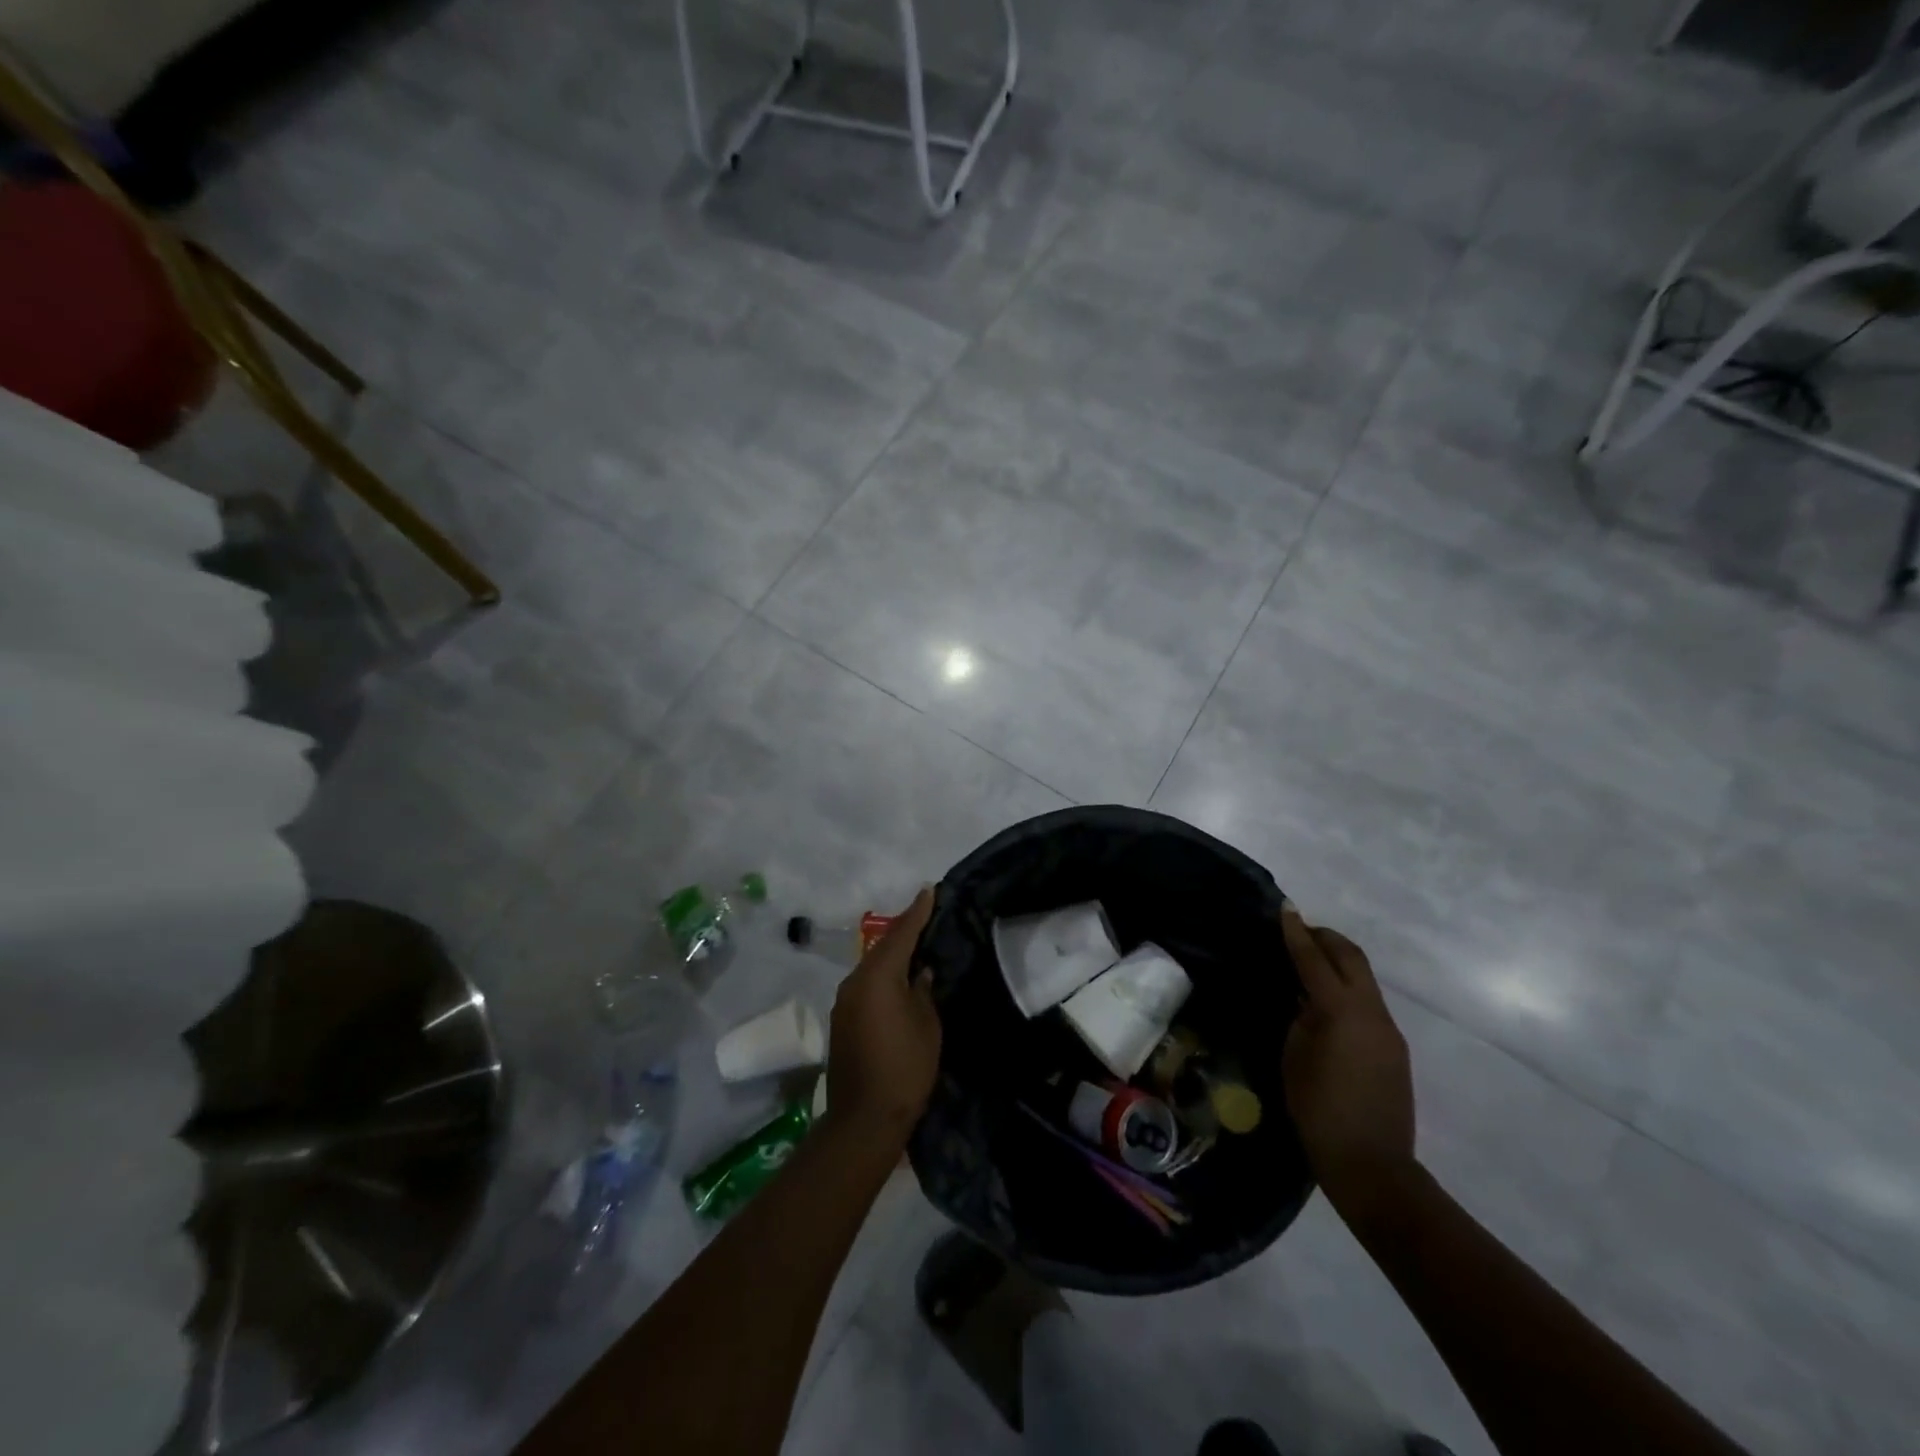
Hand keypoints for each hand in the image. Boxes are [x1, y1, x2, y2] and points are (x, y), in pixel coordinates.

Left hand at [825, 887, 940, 1144]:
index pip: (901, 934)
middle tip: (927, 916)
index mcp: (877, 977)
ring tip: (917, 947)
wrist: (864, 1119)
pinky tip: (899, 981)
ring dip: (892, 956)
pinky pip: (866, 986)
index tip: (930, 890)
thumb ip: (923, 991)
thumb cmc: (905, 1068)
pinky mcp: (842, 1021)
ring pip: (873, 967)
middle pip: (883, 948)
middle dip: (905, 931)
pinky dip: (883, 977)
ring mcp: (844, 1002)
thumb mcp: (927, 1025)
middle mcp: (855, 982)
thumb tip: (920, 972)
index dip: (918, 912)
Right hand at [1281, 905, 1414, 1218]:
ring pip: (1364, 978)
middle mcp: (1372, 1012)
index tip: (1284, 909)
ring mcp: (1389, 1030)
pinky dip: (1347, 987)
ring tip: (1309, 962)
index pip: (1314, 959)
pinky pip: (1369, 1002)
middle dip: (1325, 938)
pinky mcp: (1394, 1048)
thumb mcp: (1294, 1057)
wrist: (1372, 1166)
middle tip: (1299, 930)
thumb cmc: (1318, 1110)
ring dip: (1338, 962)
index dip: (1296, 933)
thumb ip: (1300, 1018)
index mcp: (1341, 1011)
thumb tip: (1304, 997)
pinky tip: (1326, 1002)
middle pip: (1351, 958)